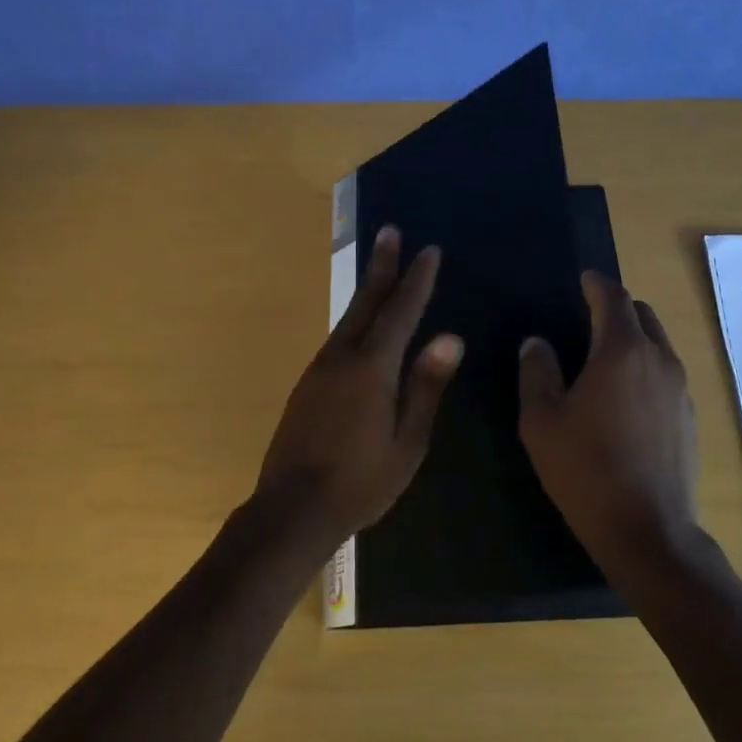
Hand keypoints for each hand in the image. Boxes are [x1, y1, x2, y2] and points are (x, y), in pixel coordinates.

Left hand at [253, 226, 462, 551]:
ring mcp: (320, 369)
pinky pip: (338, 338)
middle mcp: (342, 357)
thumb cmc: (361, 483)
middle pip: (366, 302)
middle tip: (391, 232)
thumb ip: (426, 387)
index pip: (401, 312)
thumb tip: (449, 338)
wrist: (292, 510)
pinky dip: (355, 318)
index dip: (417, 280)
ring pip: (349, 318)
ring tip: (380, 268)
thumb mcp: (407, 442)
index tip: (429, 250)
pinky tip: (362, 324)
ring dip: (368, 290)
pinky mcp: (307, 384)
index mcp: (372, 369)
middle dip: (382, 266)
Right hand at [518, 271, 698, 572]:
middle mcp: (658, 360)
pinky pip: (665, 373)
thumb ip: (537, 372)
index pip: (612, 298)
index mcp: (621, 351)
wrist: (647, 531)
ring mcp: (680, 389)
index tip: (583, 279)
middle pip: (641, 315)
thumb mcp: (542, 420)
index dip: (596, 283)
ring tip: (603, 358)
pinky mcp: (689, 416)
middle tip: (587, 318)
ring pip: (657, 344)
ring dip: (633, 338)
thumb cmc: (585, 469)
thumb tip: (538, 343)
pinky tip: (624, 398)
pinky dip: (645, 367)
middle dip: (616, 308)